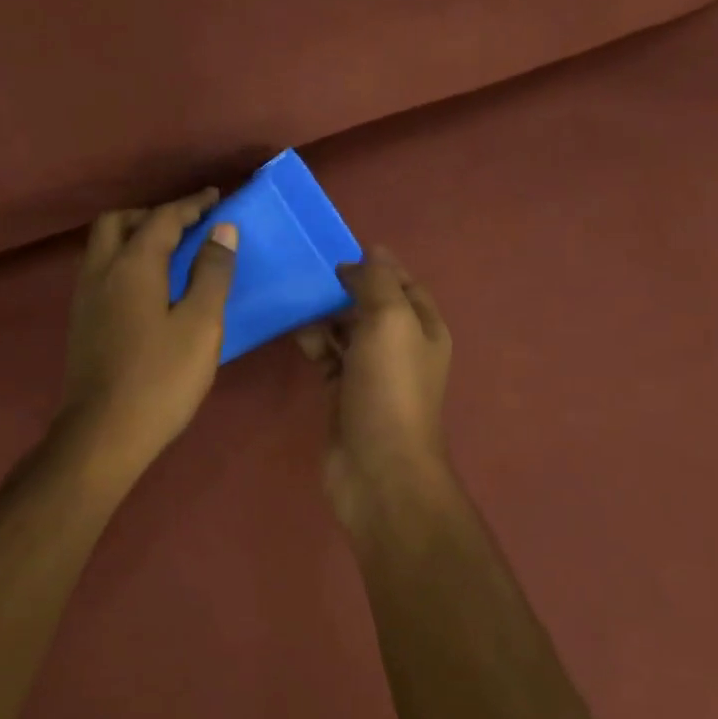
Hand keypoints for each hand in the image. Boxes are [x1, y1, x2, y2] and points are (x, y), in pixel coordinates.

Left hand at [58, 189, 238, 480]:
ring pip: (104, 247)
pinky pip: (102, 272)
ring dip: (134, 236)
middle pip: (119, 222)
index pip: (162, 219)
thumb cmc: (160, 379)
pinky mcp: (83, 323)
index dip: (191, 205)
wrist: (104, 433)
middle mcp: (101, 272)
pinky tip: (148, 288)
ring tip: (170, 253)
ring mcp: (86, 299)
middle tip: (186, 226)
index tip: (215, 198)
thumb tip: (221, 231)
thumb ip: (212, 274)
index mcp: (132, 266)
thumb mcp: (200, 325)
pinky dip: (124, 262)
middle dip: (152, 214)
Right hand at [298, 248, 456, 529]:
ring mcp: (371, 372)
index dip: (377, 265)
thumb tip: (365, 256)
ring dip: (324, 314)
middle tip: (307, 271)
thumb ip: (377, 282)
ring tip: (295, 297)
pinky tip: (294, 331)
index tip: (339, 251)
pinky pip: (327, 357)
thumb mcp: (390, 320)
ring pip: (346, 331)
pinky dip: (314, 343)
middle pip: (371, 305)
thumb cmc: (390, 388)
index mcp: (423, 327)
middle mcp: (401, 347)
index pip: (403, 283)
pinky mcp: (343, 394)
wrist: (378, 468)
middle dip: (344, 287)